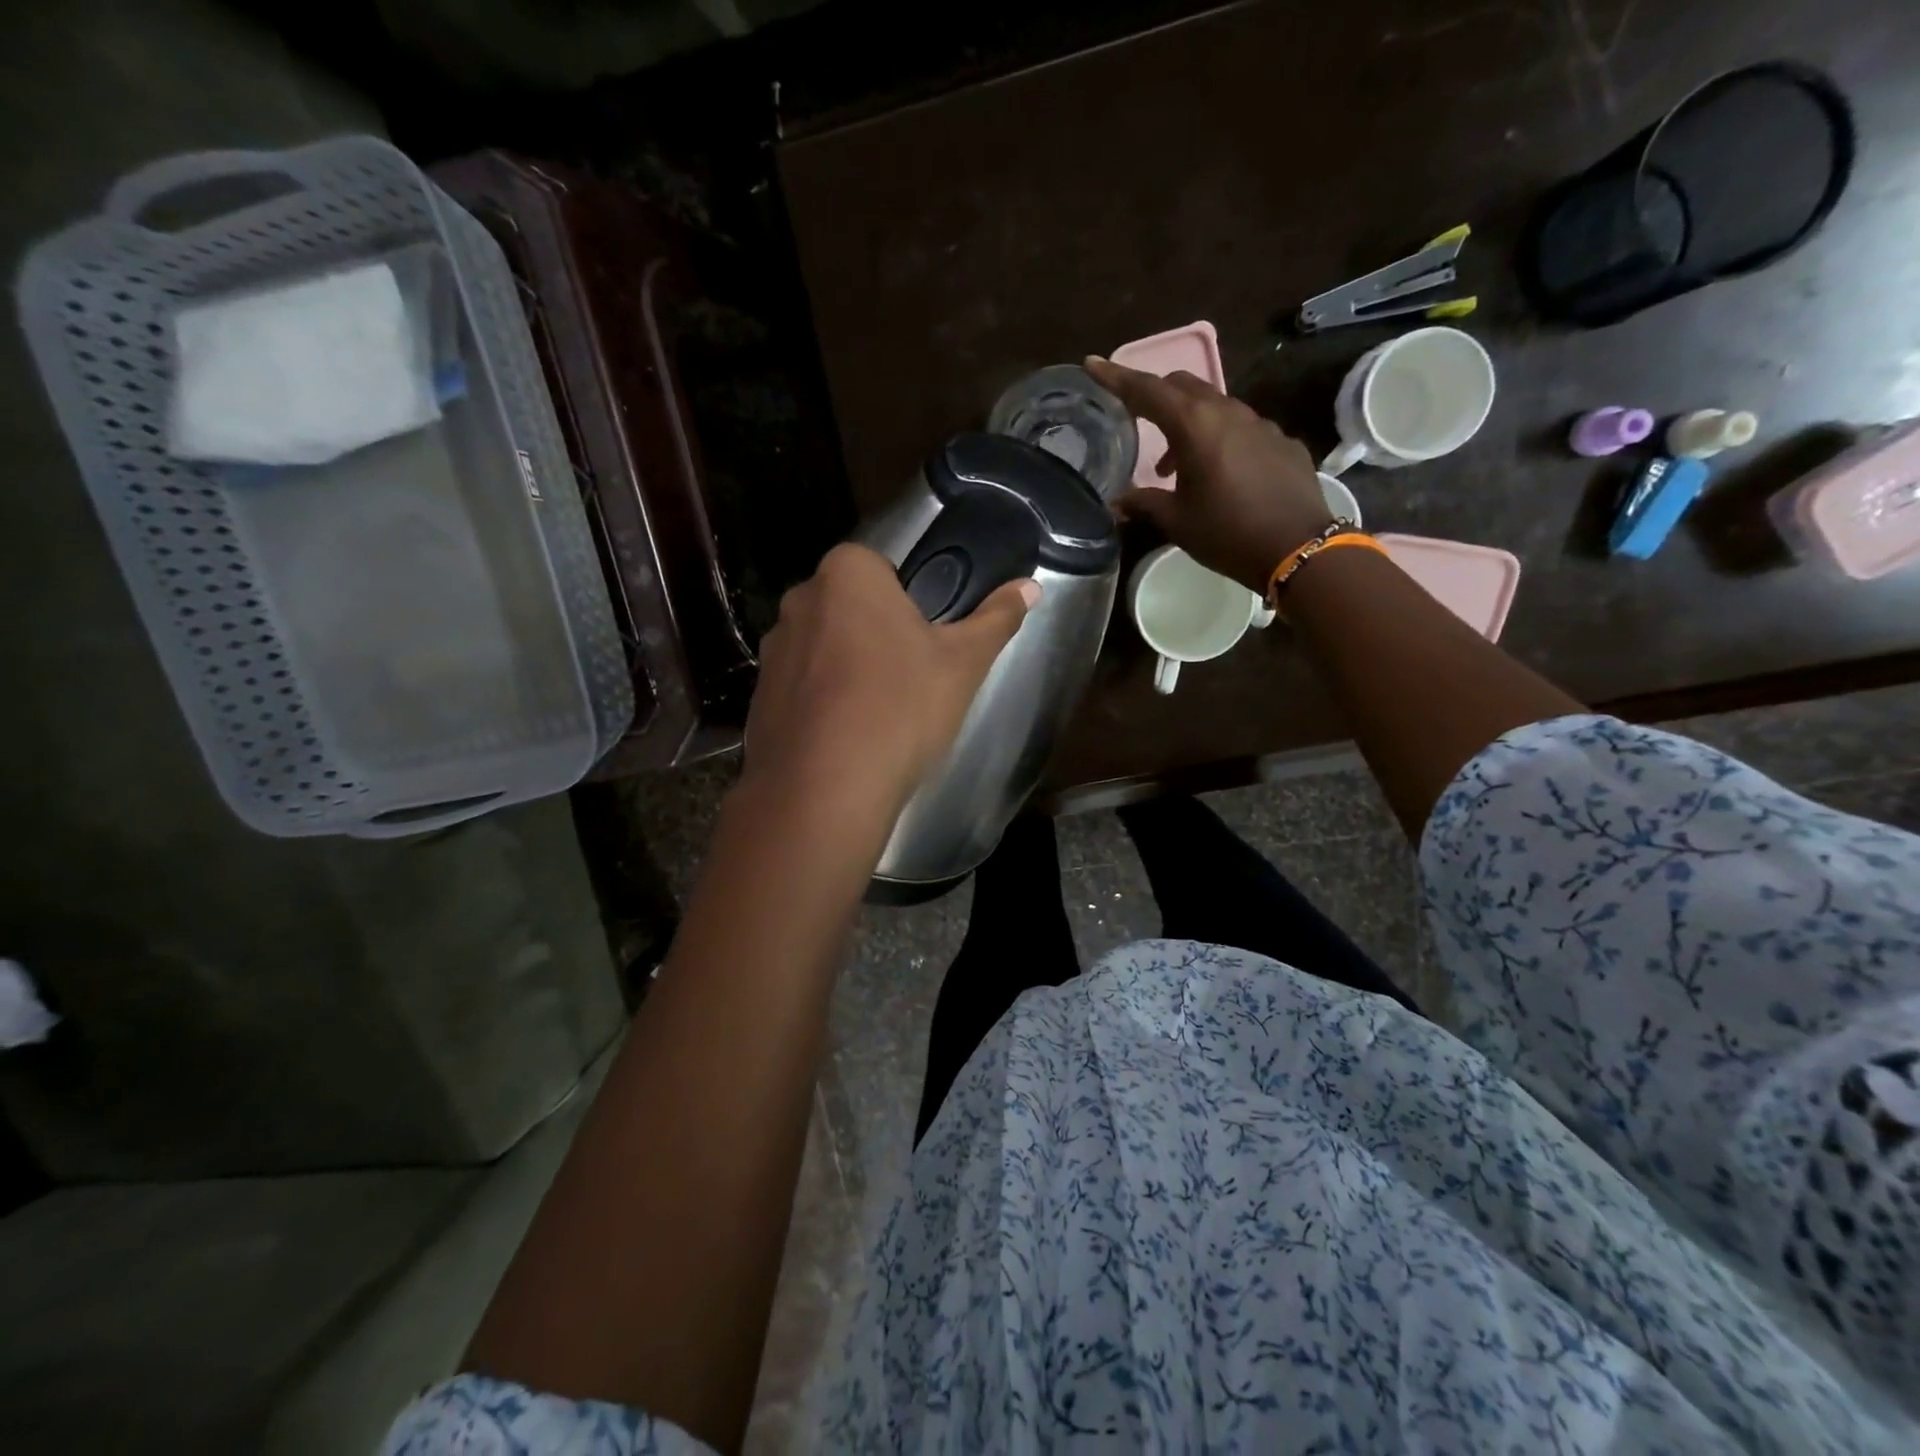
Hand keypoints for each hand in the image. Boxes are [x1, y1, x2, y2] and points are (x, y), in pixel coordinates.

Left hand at [743, 543, 1037, 823]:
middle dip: (875, 631)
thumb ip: (996, 619)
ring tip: (877, 713)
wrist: (824, 790)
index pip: (881, 566)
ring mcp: (772, 651)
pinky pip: (800, 688)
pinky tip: (845, 737)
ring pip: (822, 647)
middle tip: (908, 676)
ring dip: (845, 667)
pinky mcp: (758, 698)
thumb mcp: (963, 663)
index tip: (925, 640)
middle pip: (849, 605)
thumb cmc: (900, 708)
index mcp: (847, 574)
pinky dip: (820, 703)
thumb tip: (1030, 587)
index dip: (907, 600)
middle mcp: (799, 601)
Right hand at [1085, 356, 1334, 593]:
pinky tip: (1219, 473)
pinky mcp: (1281, 441)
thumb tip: (1117, 501)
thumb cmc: (1227, 533)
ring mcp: (1260, 424)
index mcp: (1195, 426)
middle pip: (1183, 386)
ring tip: (1173, 466)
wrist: (1298, 548)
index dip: (1116, 378)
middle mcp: (1228, 413)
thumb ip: (1144, 503)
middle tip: (1136, 420)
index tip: (1092, 365)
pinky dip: (1219, 439)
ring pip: (1214, 406)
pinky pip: (1242, 428)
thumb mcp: (1177, 522)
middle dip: (1155, 396)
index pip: (1147, 390)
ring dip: (1188, 424)